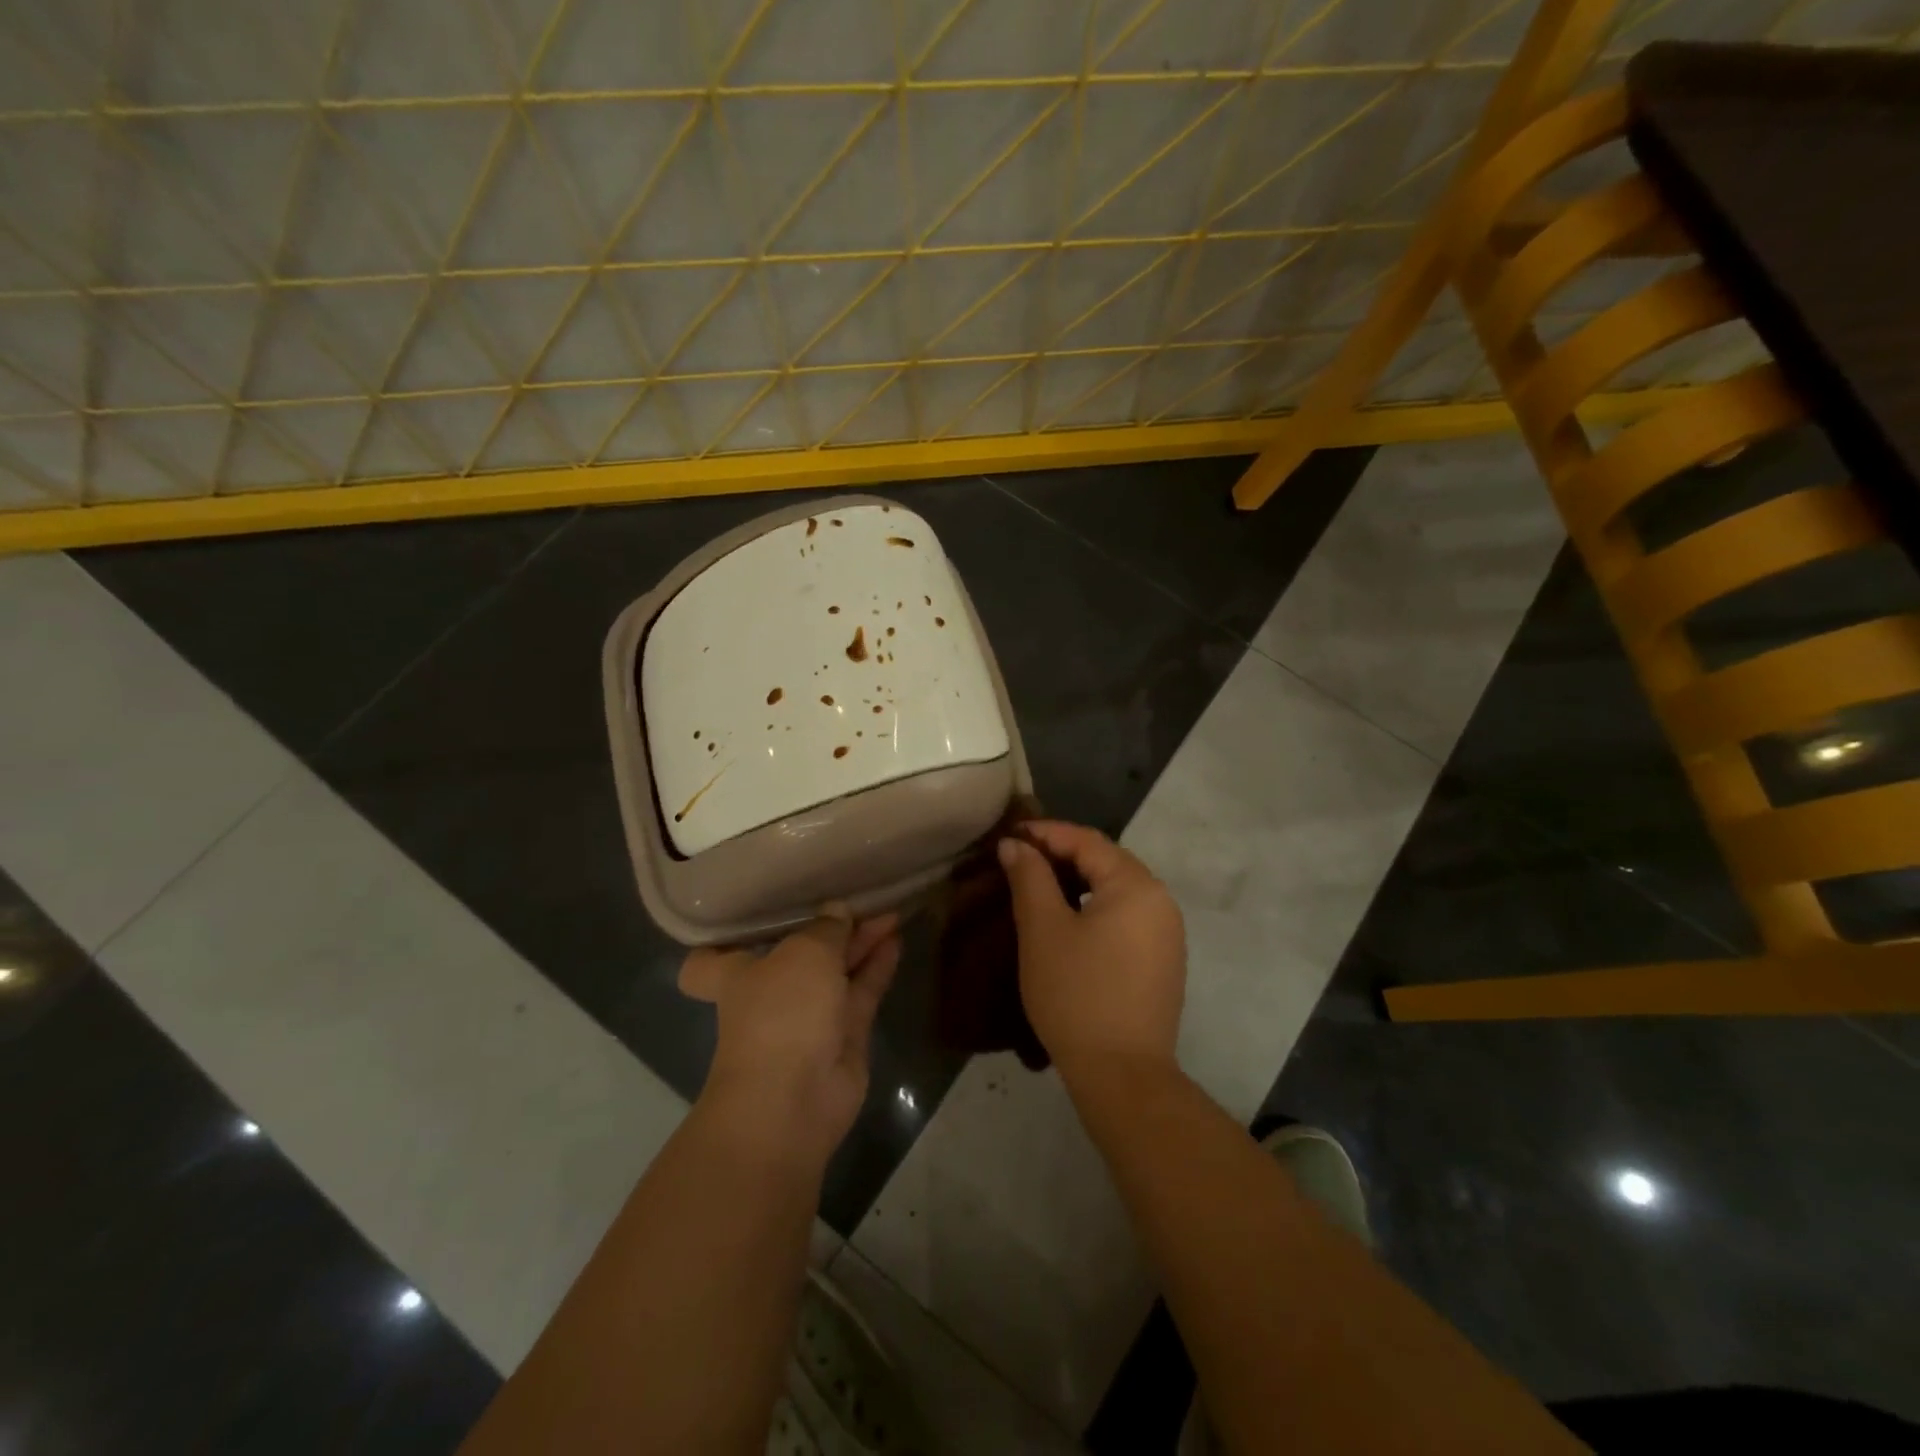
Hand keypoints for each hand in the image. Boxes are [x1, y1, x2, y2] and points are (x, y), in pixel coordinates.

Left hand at [678, 907, 901, 1162]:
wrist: (795, 1100)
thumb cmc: (781, 1013)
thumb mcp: (804, 952)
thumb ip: (826, 928)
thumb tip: (837, 911)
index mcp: (737, 974)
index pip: (710, 960)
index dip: (726, 939)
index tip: (750, 915)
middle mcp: (770, 993)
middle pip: (797, 954)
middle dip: (827, 927)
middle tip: (859, 897)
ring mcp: (809, 1016)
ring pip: (836, 971)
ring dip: (859, 943)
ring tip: (889, 910)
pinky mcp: (843, 1035)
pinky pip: (861, 991)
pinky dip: (877, 966)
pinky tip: (896, 938)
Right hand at [998, 821, 1185, 1078]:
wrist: (1122, 1075)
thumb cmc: (1077, 994)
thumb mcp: (1043, 930)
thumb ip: (1029, 878)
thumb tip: (1015, 845)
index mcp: (1136, 885)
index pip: (1087, 841)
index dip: (1045, 833)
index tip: (1009, 835)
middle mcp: (1161, 900)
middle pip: (1106, 861)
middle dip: (1061, 854)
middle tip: (1019, 858)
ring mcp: (1167, 933)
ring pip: (1116, 889)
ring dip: (1078, 880)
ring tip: (1038, 885)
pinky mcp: (1163, 961)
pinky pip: (1126, 915)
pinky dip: (1095, 906)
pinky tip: (1069, 919)